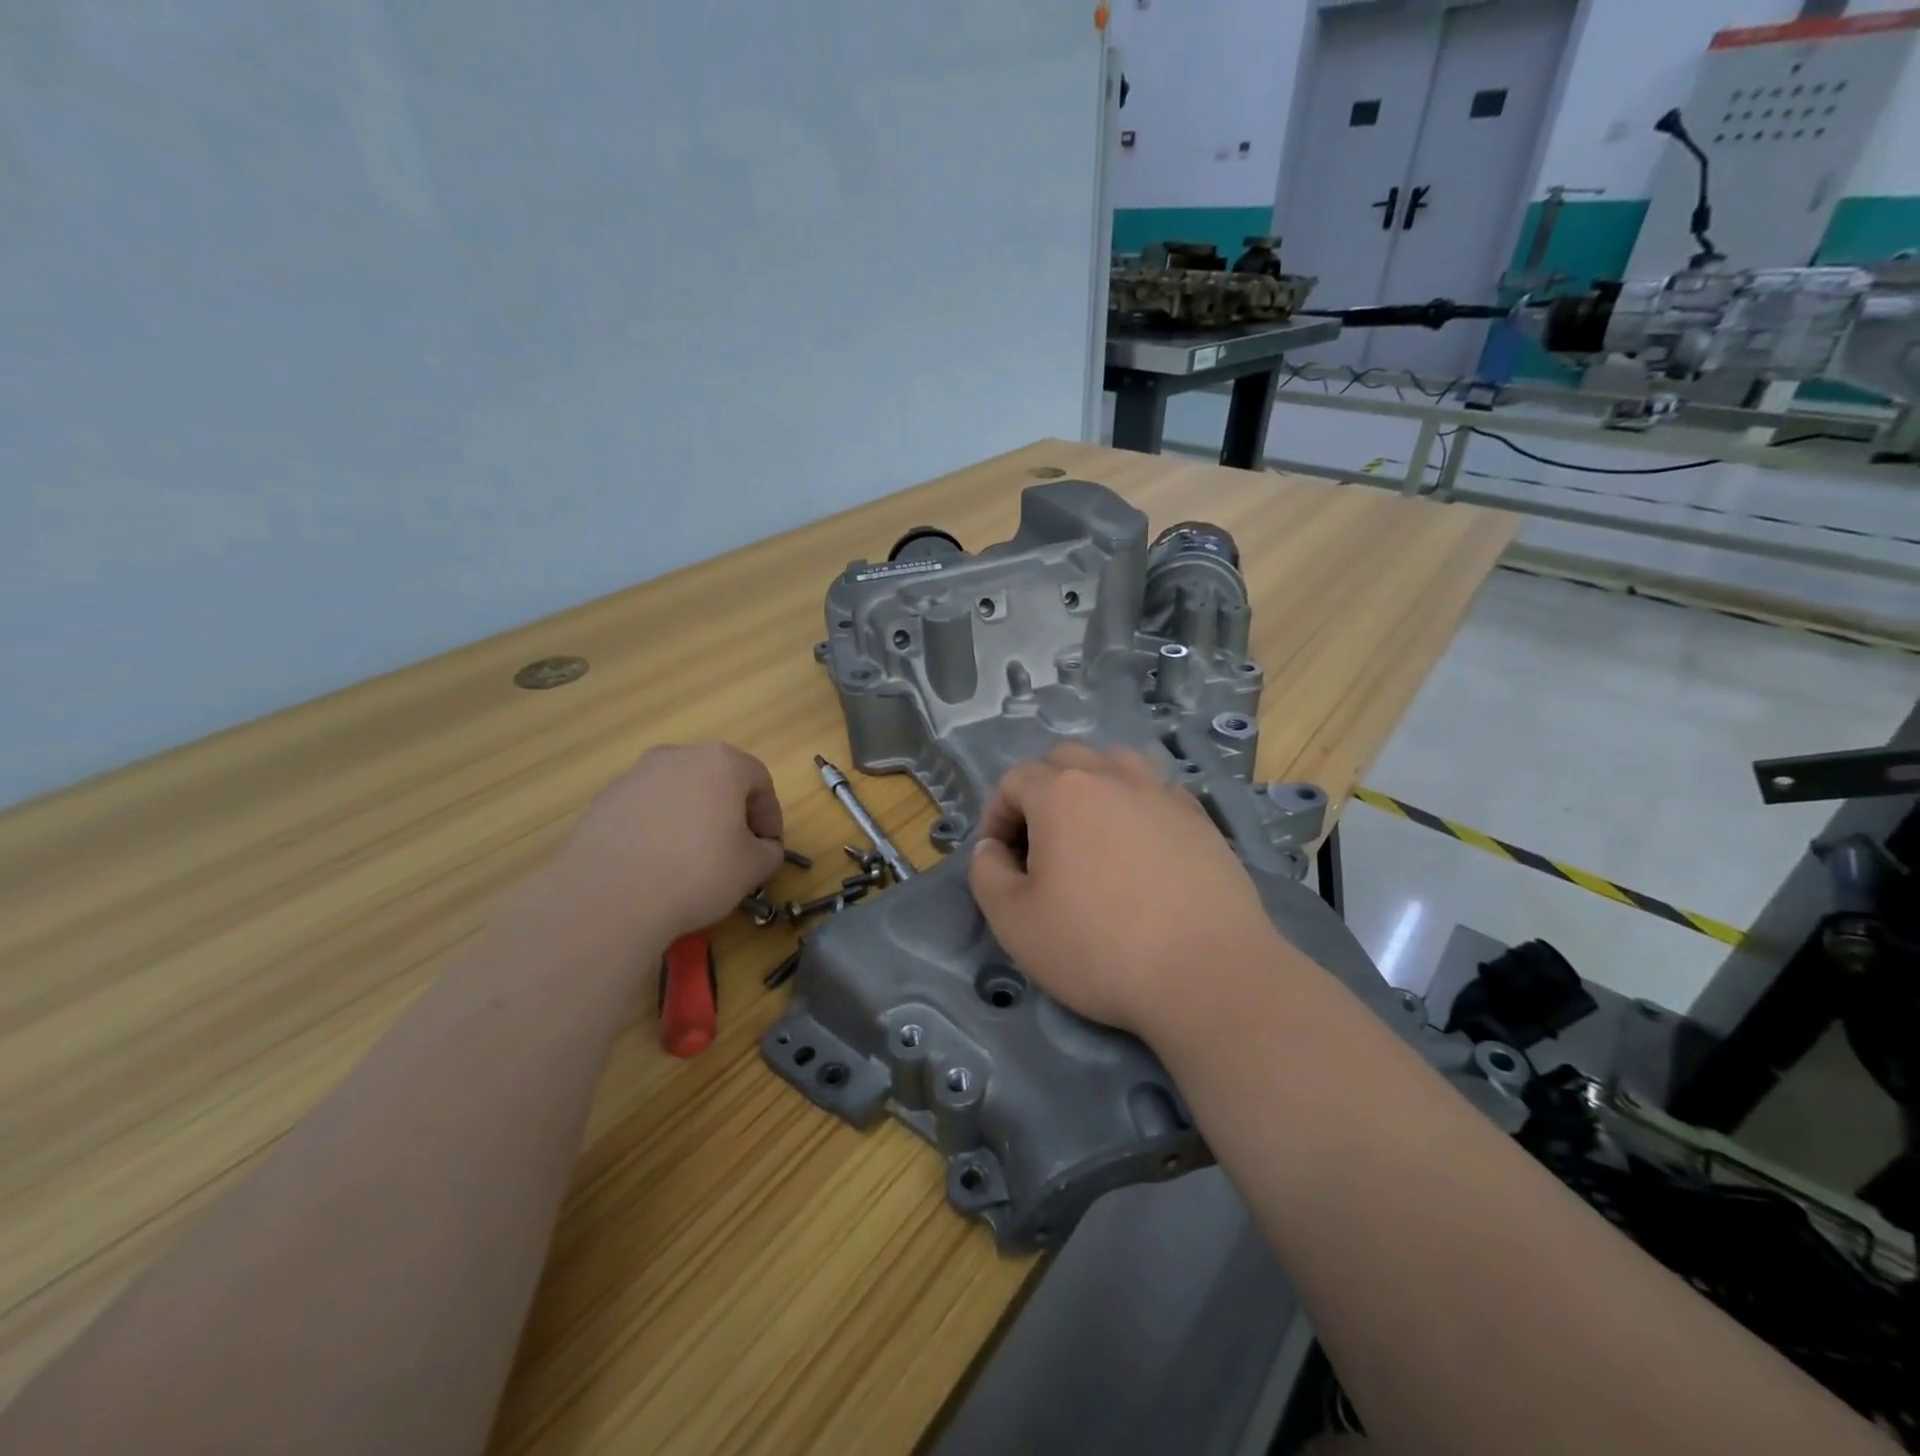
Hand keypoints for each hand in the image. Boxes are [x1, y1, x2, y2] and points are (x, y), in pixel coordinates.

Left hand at [560, 743, 786, 942]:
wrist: (611, 898)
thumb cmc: (698, 873)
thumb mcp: (753, 867)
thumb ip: (769, 851)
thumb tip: (762, 848)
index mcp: (721, 763)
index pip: (760, 781)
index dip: (770, 815)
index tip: (768, 847)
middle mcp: (678, 757)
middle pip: (718, 779)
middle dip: (731, 811)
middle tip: (735, 848)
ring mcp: (636, 775)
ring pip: (679, 792)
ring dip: (693, 817)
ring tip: (692, 858)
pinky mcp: (605, 800)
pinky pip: (647, 809)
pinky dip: (659, 827)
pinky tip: (657, 863)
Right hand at [967, 744, 1277, 1036]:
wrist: (1208, 974)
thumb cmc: (1098, 947)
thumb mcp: (1014, 922)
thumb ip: (986, 874)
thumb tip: (991, 849)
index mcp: (1061, 793)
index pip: (1013, 781)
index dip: (996, 817)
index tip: (1000, 860)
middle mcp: (1112, 777)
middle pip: (1064, 761)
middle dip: (1041, 793)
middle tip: (1041, 846)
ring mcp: (1162, 793)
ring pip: (1116, 765)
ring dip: (1092, 789)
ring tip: (1091, 836)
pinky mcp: (1200, 819)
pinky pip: (1156, 793)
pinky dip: (1136, 807)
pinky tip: (1141, 850)